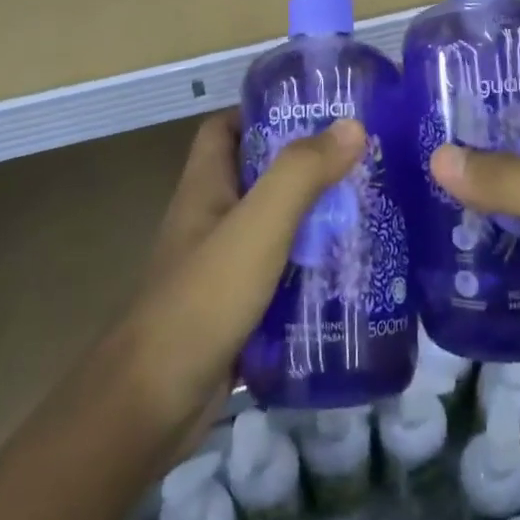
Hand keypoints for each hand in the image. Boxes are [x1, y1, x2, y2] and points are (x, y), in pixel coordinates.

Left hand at [107, 111, 364, 452]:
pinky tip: (349, 276)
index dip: (262, 112)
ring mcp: (221, 267)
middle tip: (360, 165)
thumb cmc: (202, 299)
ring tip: (368, 214)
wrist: (151, 407)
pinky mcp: (236, 310)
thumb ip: (301, 174)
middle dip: (305, 168)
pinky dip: (309, 270)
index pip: (225, 128)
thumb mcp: (257, 227)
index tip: (315, 113)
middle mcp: (210, 219)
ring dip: (313, 220)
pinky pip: (279, 275)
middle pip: (258, 176)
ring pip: (273, 228)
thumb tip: (352, 126)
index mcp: (205, 187)